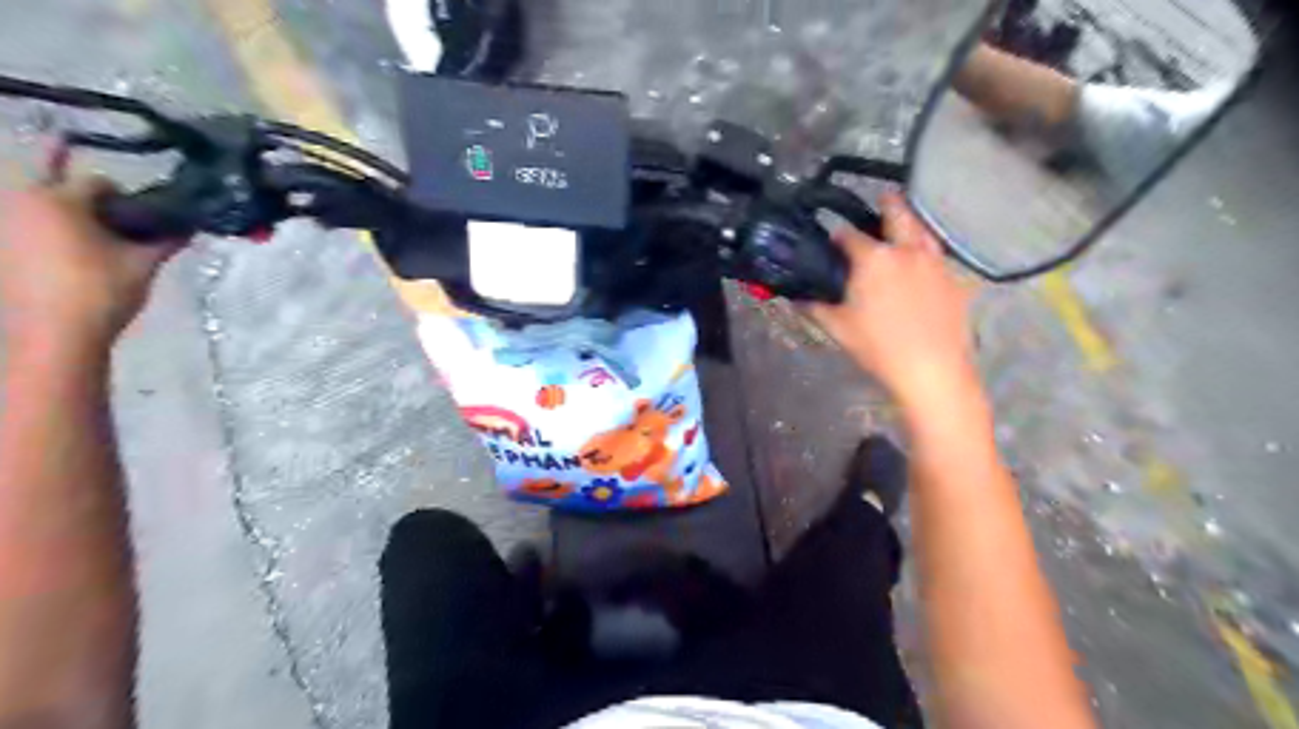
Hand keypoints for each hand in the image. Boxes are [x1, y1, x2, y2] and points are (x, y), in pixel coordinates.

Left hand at [1, 183, 177, 353]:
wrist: (56, 334)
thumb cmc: (101, 290)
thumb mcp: (143, 264)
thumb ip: (166, 241)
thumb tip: (187, 228)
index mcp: (57, 200)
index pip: (97, 182)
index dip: (126, 196)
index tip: (143, 218)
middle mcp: (21, 203)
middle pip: (58, 187)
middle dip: (87, 199)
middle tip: (116, 220)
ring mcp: (4, 227)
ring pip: (40, 208)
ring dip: (68, 216)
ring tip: (97, 241)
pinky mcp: (4, 251)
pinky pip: (29, 230)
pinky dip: (52, 235)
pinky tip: (74, 257)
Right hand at [809, 191, 978, 415]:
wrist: (932, 370)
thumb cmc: (878, 348)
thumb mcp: (838, 328)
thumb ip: (815, 308)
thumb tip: (797, 298)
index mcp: (874, 259)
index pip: (849, 236)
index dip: (837, 235)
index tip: (833, 239)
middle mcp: (906, 251)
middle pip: (898, 215)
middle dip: (887, 203)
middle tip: (882, 196)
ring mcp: (935, 263)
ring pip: (923, 230)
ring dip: (911, 221)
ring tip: (904, 221)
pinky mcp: (954, 280)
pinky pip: (939, 255)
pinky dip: (928, 249)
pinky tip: (922, 261)